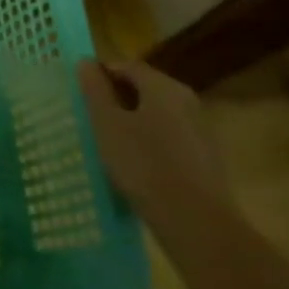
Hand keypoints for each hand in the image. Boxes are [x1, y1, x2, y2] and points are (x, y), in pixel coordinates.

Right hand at [77, 59, 228, 232]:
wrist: (198, 226)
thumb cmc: (144, 165)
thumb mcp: (107, 123)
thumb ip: (95, 89)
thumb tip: (86, 63)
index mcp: (163, 86)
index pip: (126, 66)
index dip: (101, 75)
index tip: (82, 95)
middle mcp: (187, 101)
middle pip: (144, 88)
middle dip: (117, 99)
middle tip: (93, 118)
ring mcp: (201, 130)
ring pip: (157, 114)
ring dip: (134, 122)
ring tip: (112, 143)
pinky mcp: (206, 159)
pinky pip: (170, 137)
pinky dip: (151, 142)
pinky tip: (137, 165)